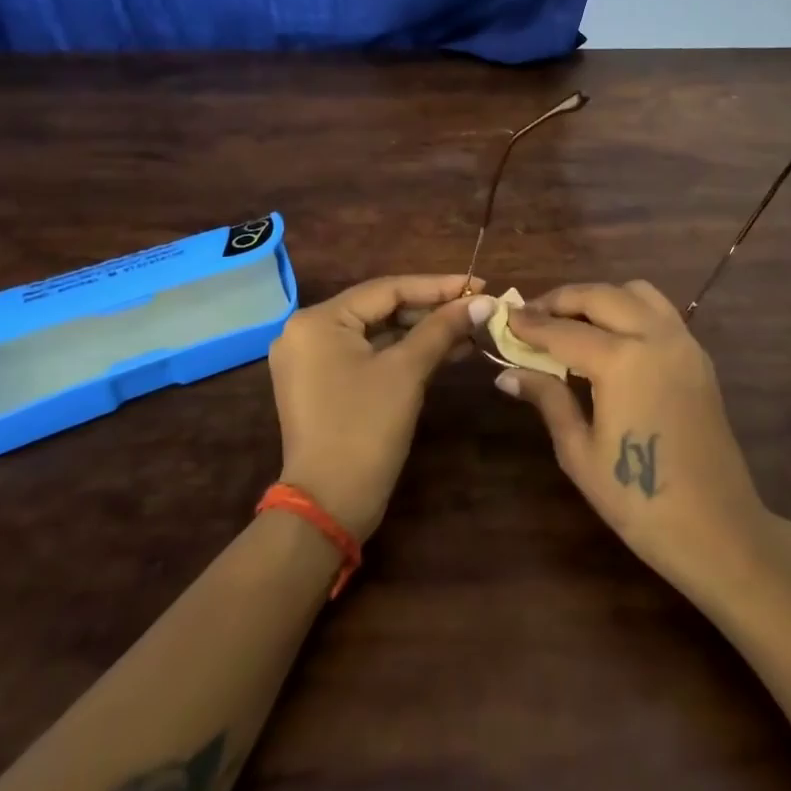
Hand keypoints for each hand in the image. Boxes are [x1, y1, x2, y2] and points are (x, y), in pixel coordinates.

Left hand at [268, 274, 482, 540]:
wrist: (328, 506)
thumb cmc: (365, 429)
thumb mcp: (407, 372)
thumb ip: (443, 329)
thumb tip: (483, 301)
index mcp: (318, 320)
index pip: (387, 289)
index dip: (437, 286)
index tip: (478, 284)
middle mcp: (307, 332)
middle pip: (381, 309)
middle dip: (432, 311)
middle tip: (476, 309)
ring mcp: (312, 360)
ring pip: (378, 333)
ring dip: (422, 333)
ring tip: (469, 331)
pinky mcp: (322, 384)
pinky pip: (369, 355)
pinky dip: (404, 354)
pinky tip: (445, 352)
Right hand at [490, 281, 785, 602]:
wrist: (717, 529)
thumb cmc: (638, 499)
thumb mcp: (580, 452)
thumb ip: (548, 399)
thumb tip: (507, 373)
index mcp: (622, 360)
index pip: (563, 331)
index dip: (530, 324)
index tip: (504, 317)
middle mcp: (654, 337)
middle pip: (600, 296)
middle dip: (561, 300)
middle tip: (532, 315)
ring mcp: (683, 342)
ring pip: (635, 293)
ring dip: (599, 297)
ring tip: (572, 321)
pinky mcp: (699, 356)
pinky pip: (660, 312)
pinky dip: (629, 309)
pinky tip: (611, 338)